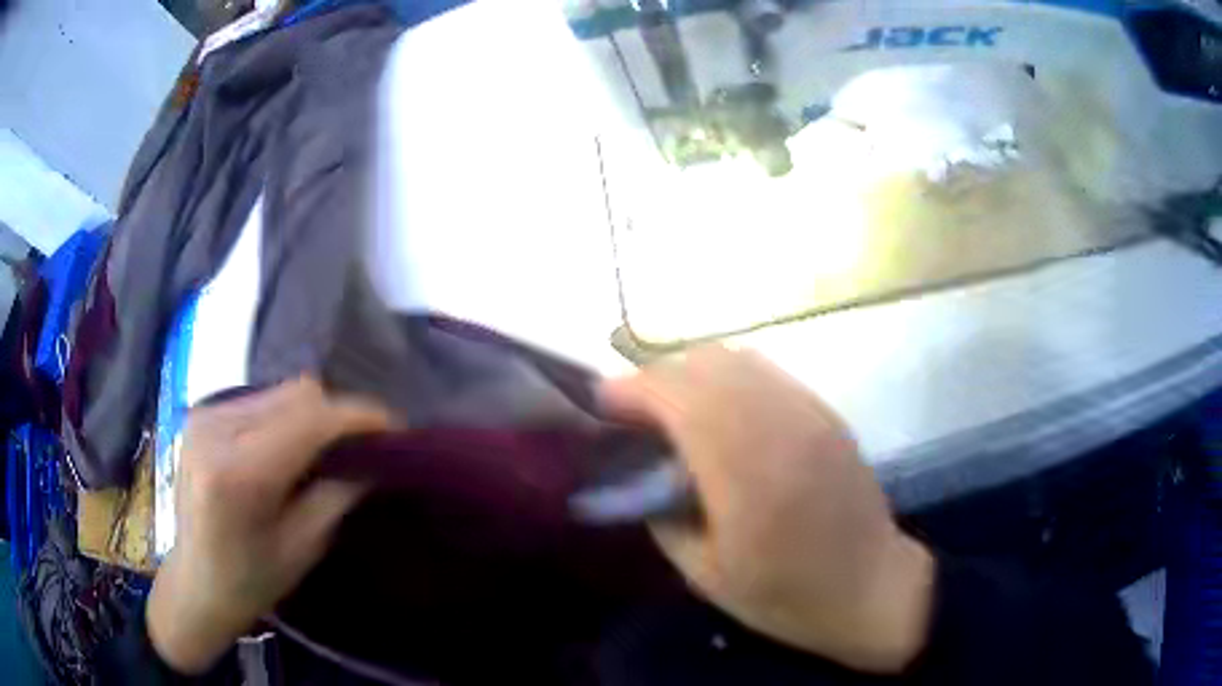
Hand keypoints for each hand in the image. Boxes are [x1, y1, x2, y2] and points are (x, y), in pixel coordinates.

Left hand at [147, 377, 392, 673]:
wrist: (196, 582)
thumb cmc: (251, 579)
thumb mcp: (303, 547)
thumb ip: (337, 494)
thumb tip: (374, 458)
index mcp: (239, 473)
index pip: (310, 419)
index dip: (358, 416)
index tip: (395, 427)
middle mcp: (217, 429)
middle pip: (297, 394)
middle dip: (337, 414)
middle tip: (360, 446)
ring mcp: (205, 415)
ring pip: (280, 392)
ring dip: (311, 415)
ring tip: (324, 449)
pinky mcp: (202, 413)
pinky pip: (260, 399)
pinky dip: (285, 417)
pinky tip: (288, 448)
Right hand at [601, 346, 933, 672]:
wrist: (870, 586)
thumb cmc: (786, 595)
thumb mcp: (705, 575)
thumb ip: (663, 517)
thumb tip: (642, 477)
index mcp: (744, 471)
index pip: (677, 396)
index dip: (631, 390)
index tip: (600, 403)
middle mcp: (778, 425)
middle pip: (702, 364)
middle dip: (655, 377)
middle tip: (632, 411)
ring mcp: (808, 412)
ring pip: (736, 358)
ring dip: (692, 373)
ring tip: (673, 408)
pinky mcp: (825, 413)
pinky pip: (766, 372)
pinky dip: (729, 378)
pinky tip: (722, 412)